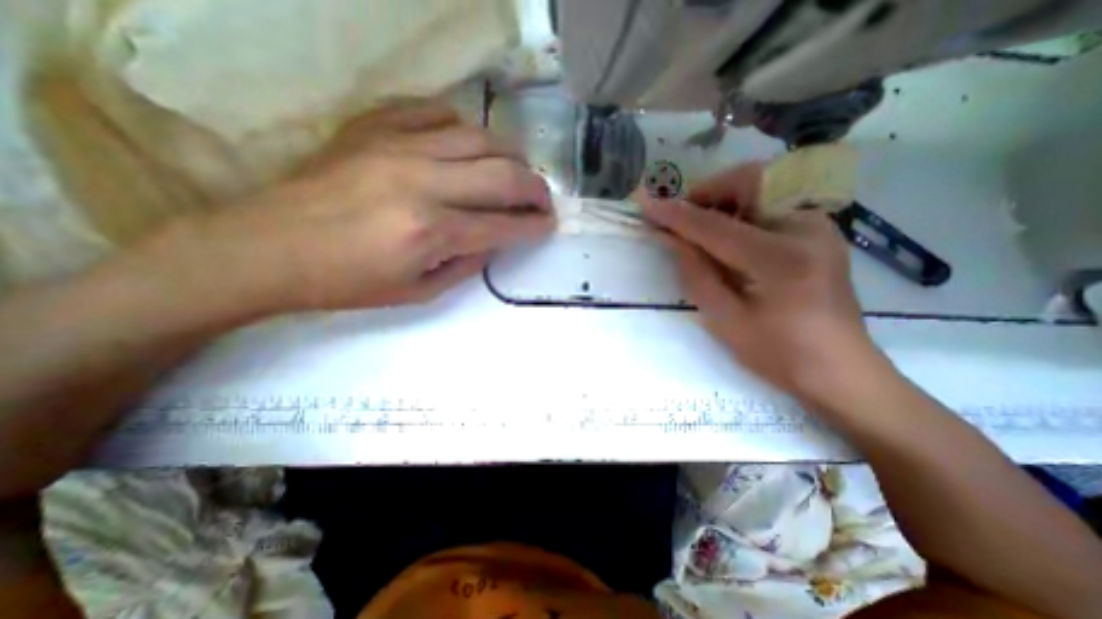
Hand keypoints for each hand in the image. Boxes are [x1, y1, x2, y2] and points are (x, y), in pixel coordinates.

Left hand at [166, 101, 556, 314]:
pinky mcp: (373, 127)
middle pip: (502, 174)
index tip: (548, 225)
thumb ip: (467, 264)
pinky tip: (469, 144)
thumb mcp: (418, 292)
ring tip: (517, 171)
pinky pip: (434, 111)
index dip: (533, 226)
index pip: (502, 224)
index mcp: (430, 232)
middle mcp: (422, 183)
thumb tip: (495, 241)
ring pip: (478, 136)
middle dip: (535, 188)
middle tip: (544, 199)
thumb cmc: (347, 283)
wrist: (266, 248)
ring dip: (510, 155)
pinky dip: (463, 127)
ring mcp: (396, 147)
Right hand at [643, 163, 884, 401]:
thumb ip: (695, 273)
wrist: (839, 368)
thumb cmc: (777, 353)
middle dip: (708, 191)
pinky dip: (743, 209)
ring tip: (703, 229)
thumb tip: (672, 239)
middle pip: (750, 181)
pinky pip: (774, 201)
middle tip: (683, 217)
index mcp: (780, 260)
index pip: (716, 227)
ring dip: (725, 199)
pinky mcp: (820, 230)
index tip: (648, 206)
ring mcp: (819, 225)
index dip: (678, 215)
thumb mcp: (725, 320)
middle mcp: (806, 229)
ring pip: (763, 186)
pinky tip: (731, 236)